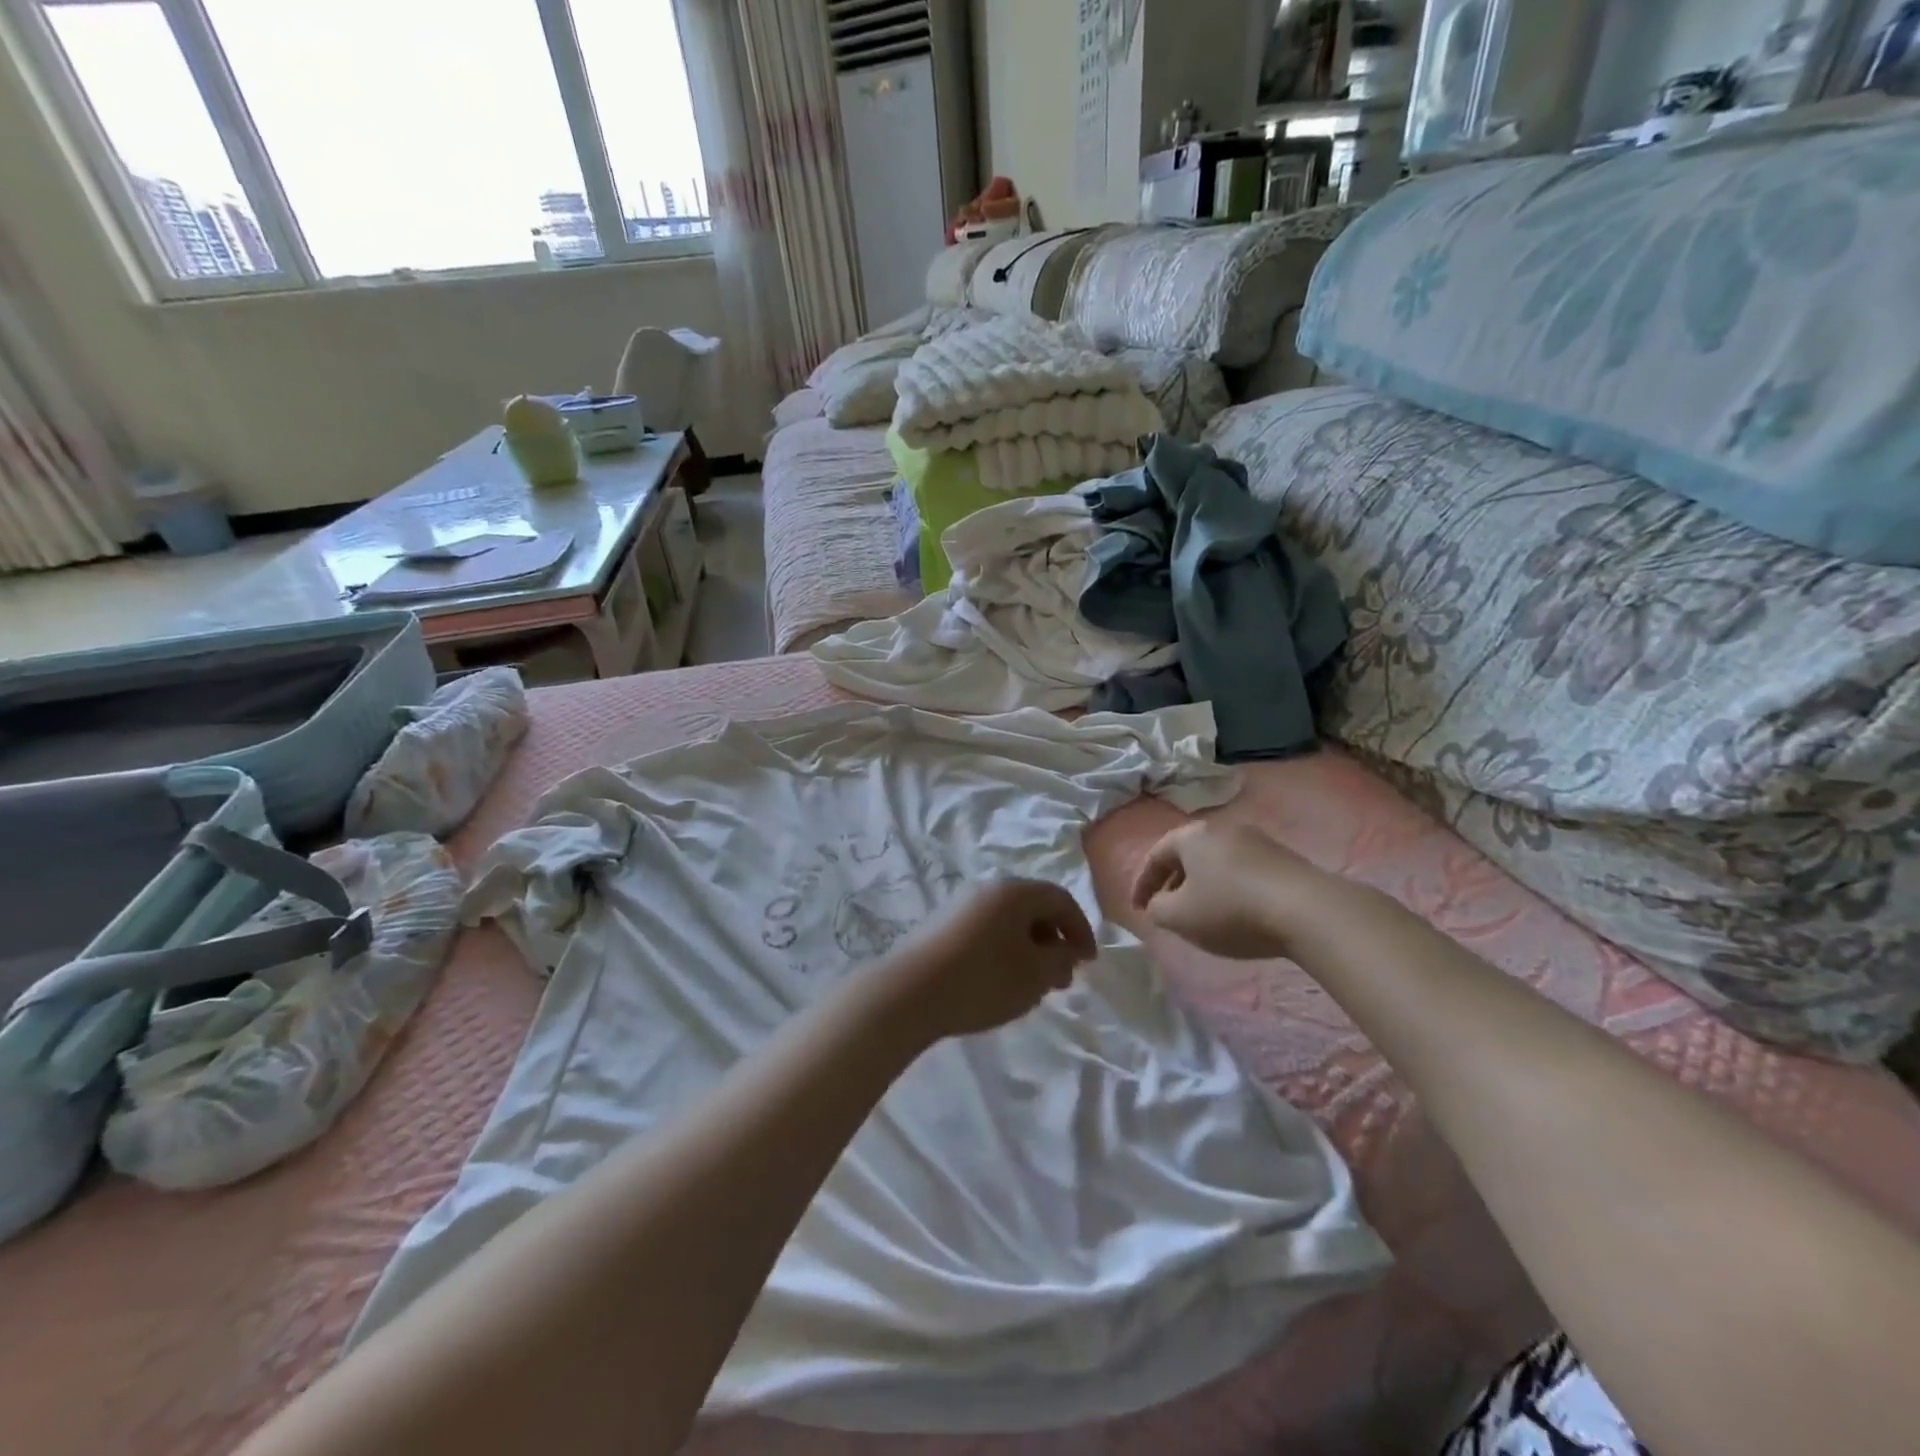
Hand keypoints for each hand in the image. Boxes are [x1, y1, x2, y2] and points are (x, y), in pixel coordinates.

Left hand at [876, 880, 1096, 1040]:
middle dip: (1053, 942)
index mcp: (1014, 891)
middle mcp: (987, 889)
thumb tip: (1065, 950)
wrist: (909, 992)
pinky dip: (1003, 953)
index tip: (1088, 963)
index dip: (1080, 929)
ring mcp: (960, 906)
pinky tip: (999, 984)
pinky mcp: (940, 927)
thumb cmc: (982, 979)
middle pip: (1033, 908)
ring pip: (1008, 923)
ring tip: (1031, 988)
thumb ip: (1060, 960)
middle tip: (1060, 980)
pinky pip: (986, 933)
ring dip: (1028, 950)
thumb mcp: (1035, 974)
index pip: (1060, 899)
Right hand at [1130, 820, 1325, 959]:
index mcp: (1192, 836)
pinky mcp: (1283, 858)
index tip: (1138, 909)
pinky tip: (1237, 913)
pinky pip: (1242, 870)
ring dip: (1203, 886)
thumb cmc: (1231, 910)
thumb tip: (1159, 904)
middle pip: (1188, 854)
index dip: (1142, 884)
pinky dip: (1230, 889)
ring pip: (1216, 862)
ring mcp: (1257, 840)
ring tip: (1202, 914)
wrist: (1307, 910)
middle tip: (1167, 909)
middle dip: (1173, 882)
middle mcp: (1222, 828)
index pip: (1155, 855)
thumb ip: (1158, 909)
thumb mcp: (1180, 917)